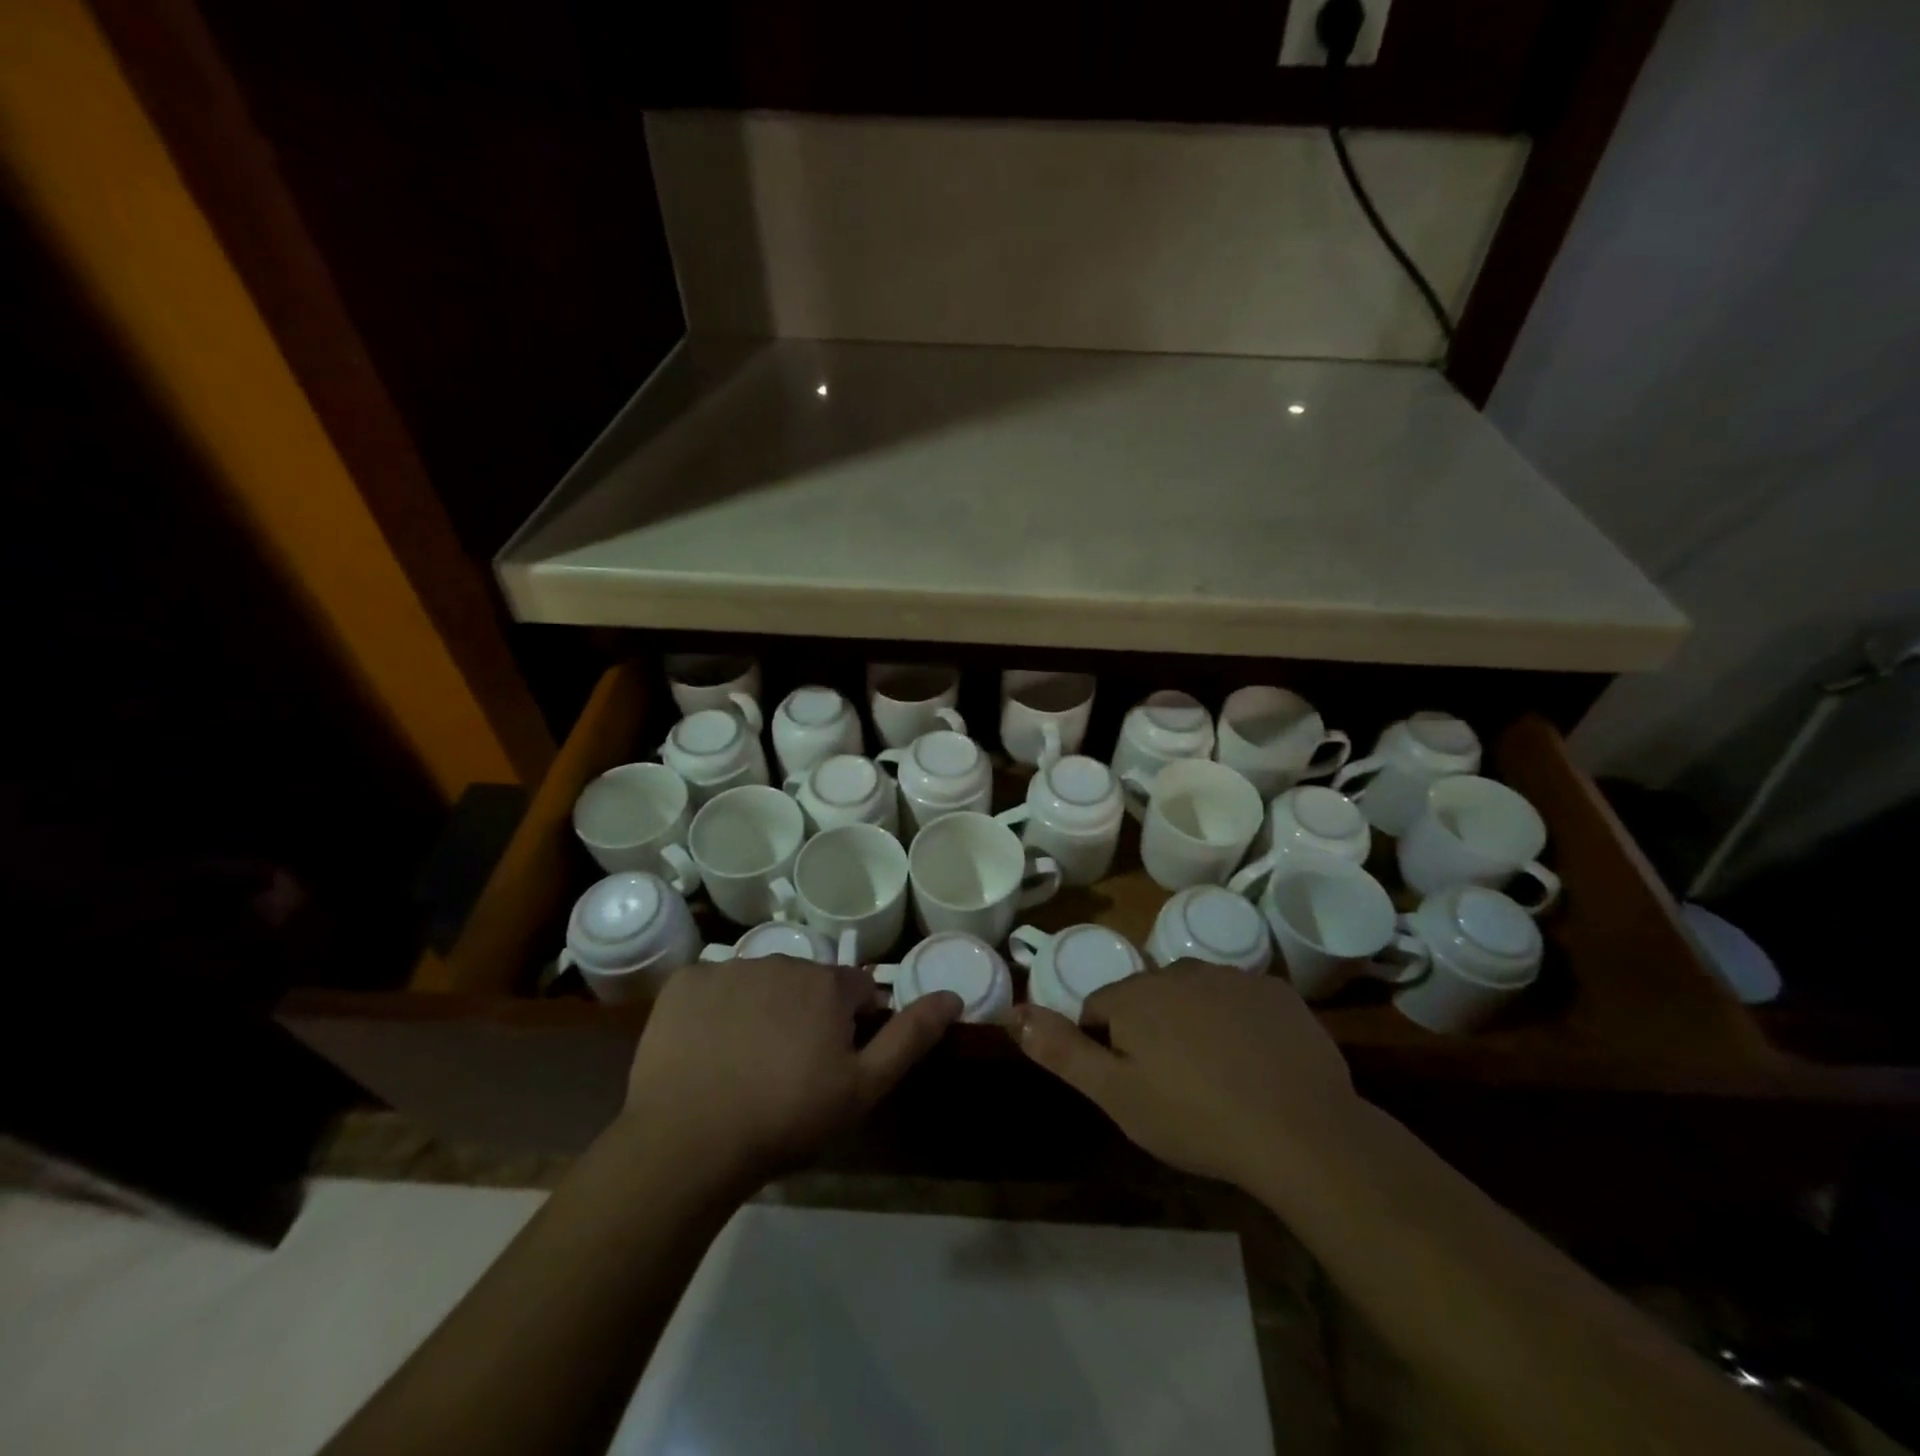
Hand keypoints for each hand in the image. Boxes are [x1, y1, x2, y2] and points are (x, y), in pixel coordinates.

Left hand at [621, 957, 961, 1190]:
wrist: (689, 1142)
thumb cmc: (786, 1117)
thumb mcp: (862, 1087)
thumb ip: (910, 1037)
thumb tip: (952, 995)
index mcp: (827, 984)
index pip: (857, 989)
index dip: (853, 1024)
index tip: (834, 1062)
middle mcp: (782, 960)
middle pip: (807, 982)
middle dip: (806, 1013)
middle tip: (788, 1068)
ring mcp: (728, 968)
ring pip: (759, 982)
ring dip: (761, 1009)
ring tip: (744, 1064)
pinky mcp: (685, 983)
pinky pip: (710, 988)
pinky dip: (713, 1010)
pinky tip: (706, 1051)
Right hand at [1010, 961, 1357, 1192]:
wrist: (1301, 1131)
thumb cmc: (1196, 1118)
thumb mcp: (1117, 1096)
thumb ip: (1063, 1051)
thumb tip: (1013, 1012)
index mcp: (1135, 995)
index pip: (1098, 1009)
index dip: (1106, 1048)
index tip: (1132, 1086)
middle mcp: (1177, 970)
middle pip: (1146, 997)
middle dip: (1149, 1031)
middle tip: (1173, 1086)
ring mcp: (1230, 975)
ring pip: (1193, 994)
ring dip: (1193, 1023)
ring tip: (1216, 1077)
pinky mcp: (1274, 989)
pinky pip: (1239, 999)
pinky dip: (1238, 1022)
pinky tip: (1255, 1063)